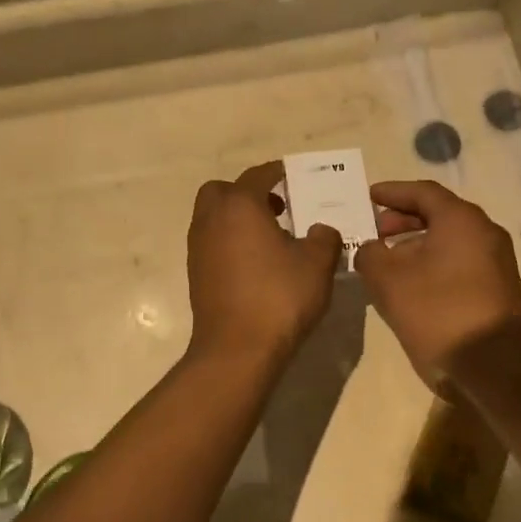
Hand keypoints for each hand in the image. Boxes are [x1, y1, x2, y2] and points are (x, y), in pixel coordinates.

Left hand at [186, 162, 340, 363]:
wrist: (237, 349)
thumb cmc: (279, 297)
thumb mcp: (317, 264)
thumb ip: (324, 238)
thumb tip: (321, 229)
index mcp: (240, 206)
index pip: (257, 176)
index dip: (277, 172)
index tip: (293, 175)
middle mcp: (211, 220)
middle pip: (222, 191)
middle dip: (247, 192)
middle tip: (277, 208)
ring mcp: (199, 248)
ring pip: (213, 218)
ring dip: (237, 219)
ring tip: (271, 238)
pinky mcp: (196, 274)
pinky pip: (212, 243)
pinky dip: (230, 242)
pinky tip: (256, 264)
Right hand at [354, 181, 520, 389]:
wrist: (494, 366)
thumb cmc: (438, 312)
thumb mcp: (389, 282)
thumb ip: (370, 255)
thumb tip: (369, 249)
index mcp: (461, 220)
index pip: (422, 192)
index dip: (392, 192)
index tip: (367, 197)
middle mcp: (484, 232)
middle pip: (438, 214)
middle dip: (402, 220)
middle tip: (374, 232)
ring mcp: (495, 260)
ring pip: (449, 239)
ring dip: (415, 244)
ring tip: (386, 261)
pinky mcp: (497, 286)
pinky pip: (459, 260)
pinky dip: (432, 261)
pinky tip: (410, 283)